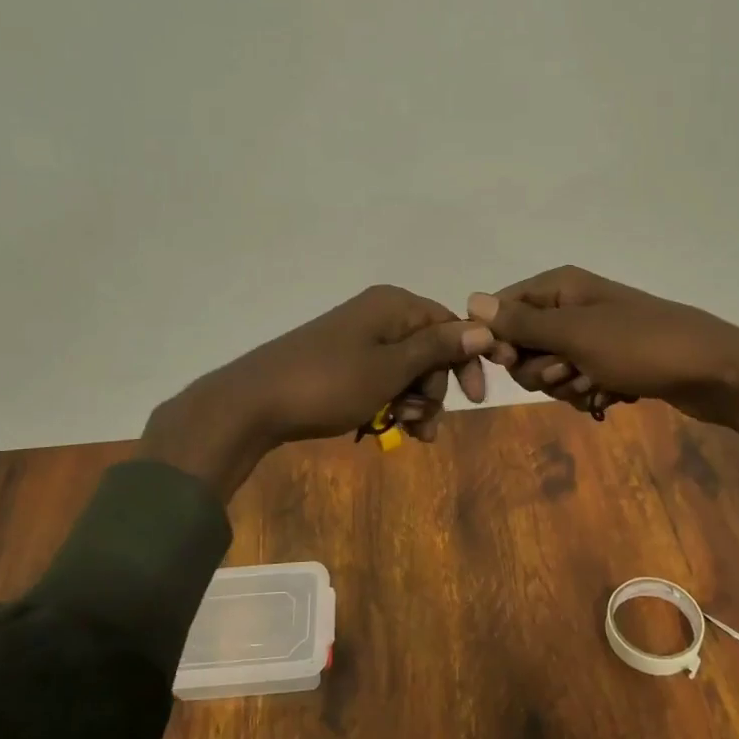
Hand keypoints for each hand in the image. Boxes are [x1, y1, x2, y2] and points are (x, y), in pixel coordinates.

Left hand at [141, 285, 492, 497]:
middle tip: (422, 424)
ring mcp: (356, 338)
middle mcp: (377, 315)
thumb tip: (485, 327)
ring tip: (404, 432)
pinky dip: (387, 403)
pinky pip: (379, 380)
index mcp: (394, 306)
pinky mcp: (340, 362)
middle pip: (428, 350)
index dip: (466, 361)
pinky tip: (381, 430)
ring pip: (405, 370)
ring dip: (412, 403)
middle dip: (433, 390)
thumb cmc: (330, 383)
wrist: (254, 403)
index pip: (450, 325)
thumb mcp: (391, 368)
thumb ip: (438, 348)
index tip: (475, 400)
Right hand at [466, 267, 738, 461]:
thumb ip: (521, 323)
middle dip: (540, 369)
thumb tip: (471, 301)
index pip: (501, 309)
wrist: (715, 372)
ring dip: (567, 385)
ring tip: (597, 385)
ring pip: (549, 369)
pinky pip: (578, 381)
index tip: (510, 362)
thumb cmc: (641, 347)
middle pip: (523, 343)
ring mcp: (592, 335)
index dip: (499, 340)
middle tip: (570, 372)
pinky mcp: (610, 362)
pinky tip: (611, 397)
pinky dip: (589, 394)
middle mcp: (572, 305)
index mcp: (560, 286)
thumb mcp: (575, 335)